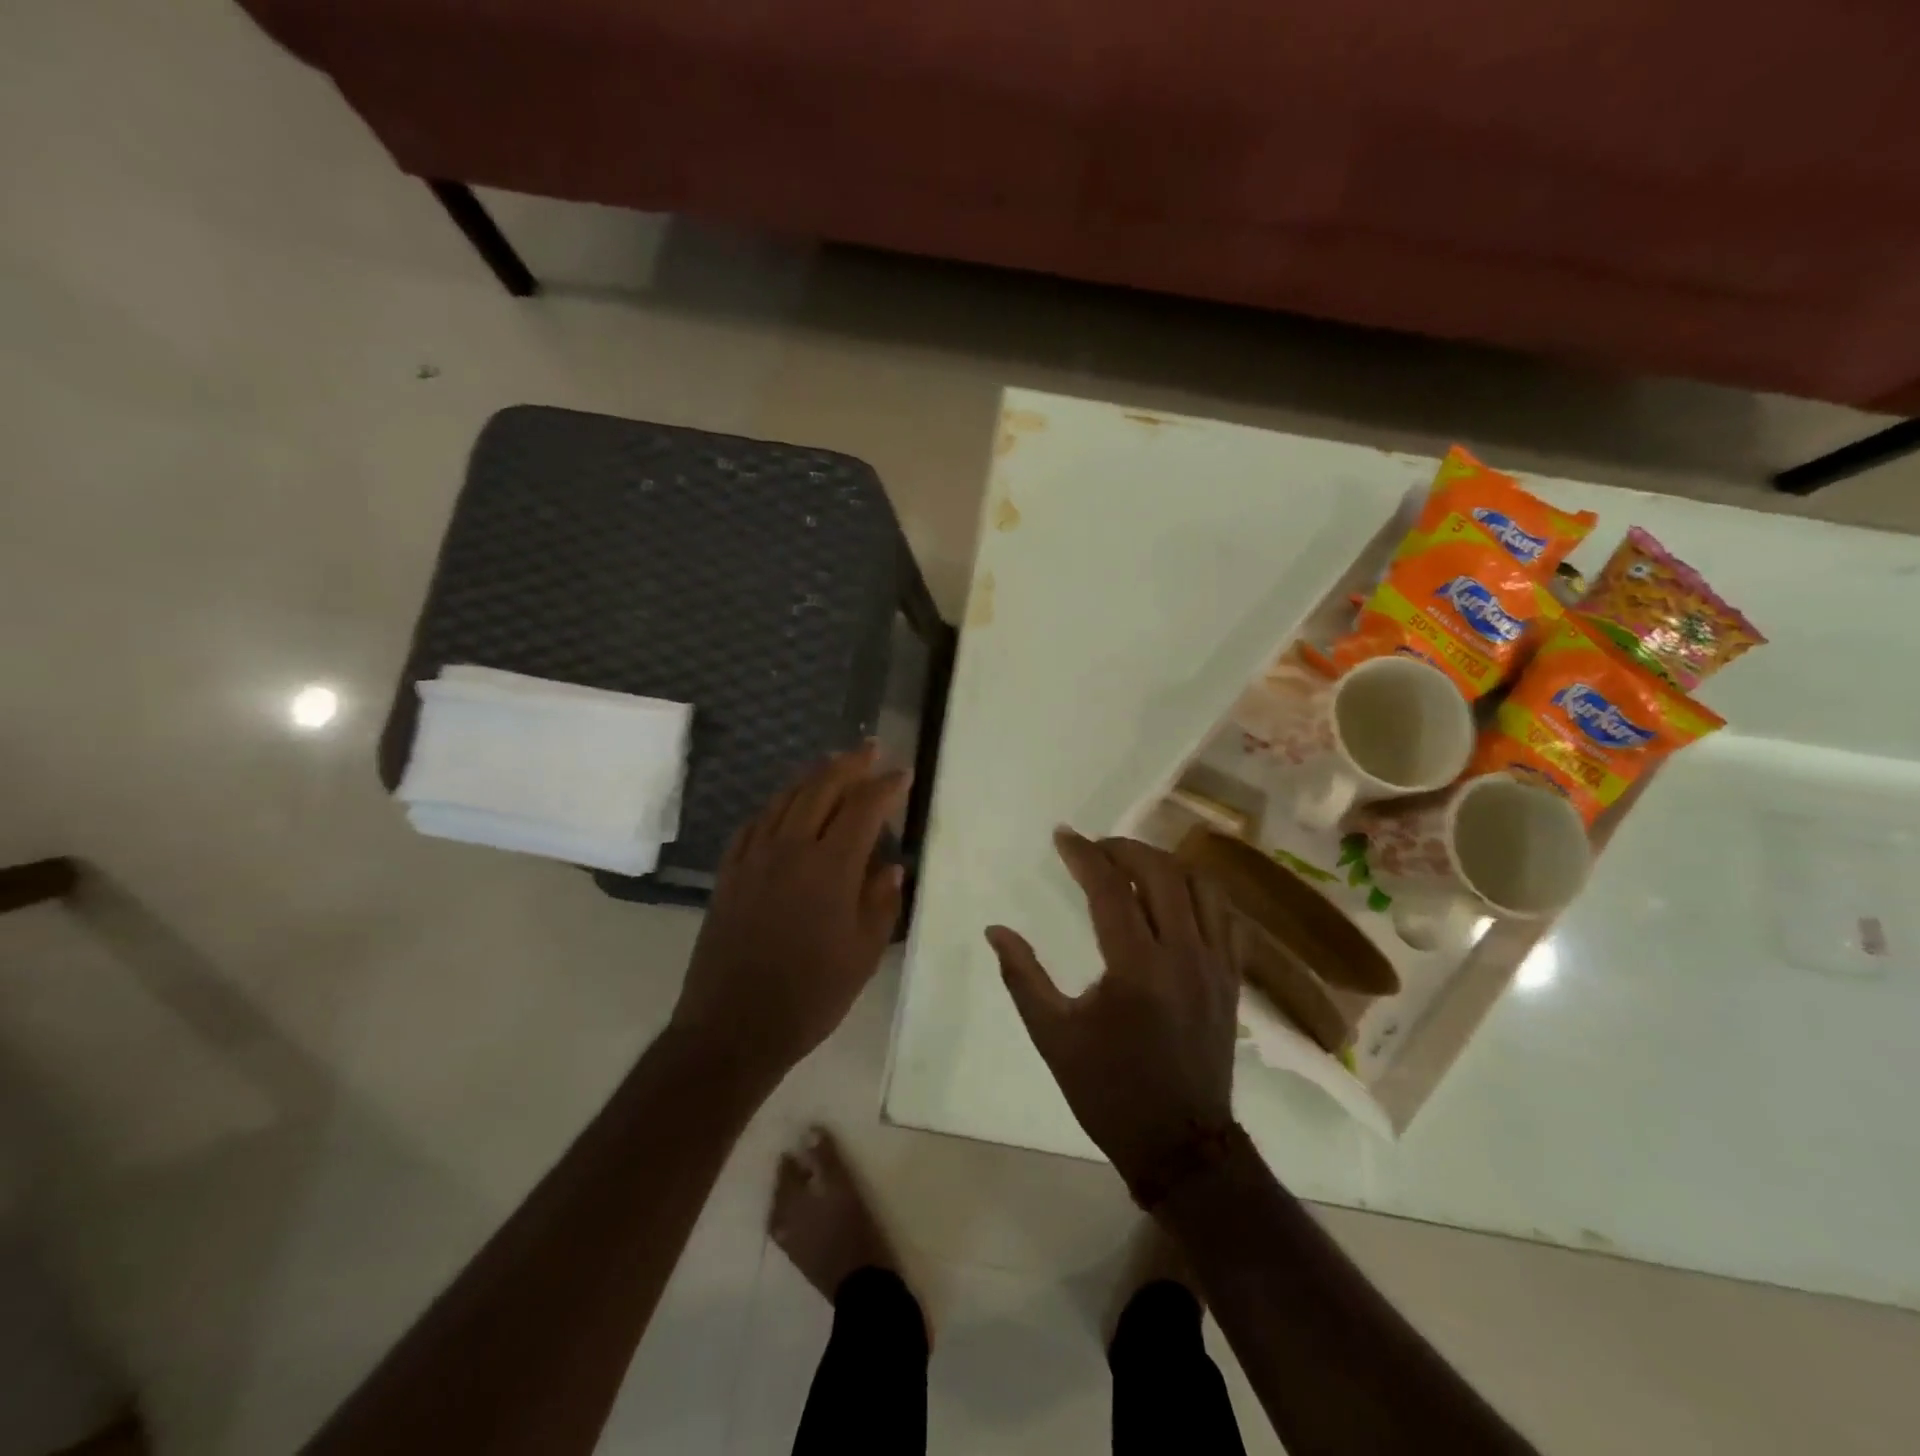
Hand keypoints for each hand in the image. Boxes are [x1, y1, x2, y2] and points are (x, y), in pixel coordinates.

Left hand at [672, 746, 907, 1083]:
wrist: (732, 1027)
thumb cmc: (810, 996)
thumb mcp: (863, 954)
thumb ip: (881, 903)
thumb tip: (891, 866)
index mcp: (830, 867)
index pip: (863, 809)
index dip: (885, 787)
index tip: (903, 774)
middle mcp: (790, 849)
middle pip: (821, 789)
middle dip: (849, 764)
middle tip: (870, 748)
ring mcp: (754, 858)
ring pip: (785, 798)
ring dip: (812, 775)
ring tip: (831, 762)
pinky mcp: (730, 873)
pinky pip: (754, 823)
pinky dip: (776, 805)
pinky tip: (784, 804)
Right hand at [986, 830, 1239, 1194]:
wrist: (1181, 1145)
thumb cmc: (1109, 1091)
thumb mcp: (1053, 1036)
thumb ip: (1022, 976)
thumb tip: (995, 930)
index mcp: (1135, 969)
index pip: (1110, 888)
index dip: (1083, 854)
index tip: (1063, 836)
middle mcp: (1183, 955)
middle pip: (1160, 873)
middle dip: (1124, 848)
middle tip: (1094, 847)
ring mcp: (1216, 965)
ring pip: (1200, 885)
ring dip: (1163, 863)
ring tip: (1132, 864)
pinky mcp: (1233, 978)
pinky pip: (1224, 915)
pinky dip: (1198, 890)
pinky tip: (1175, 894)